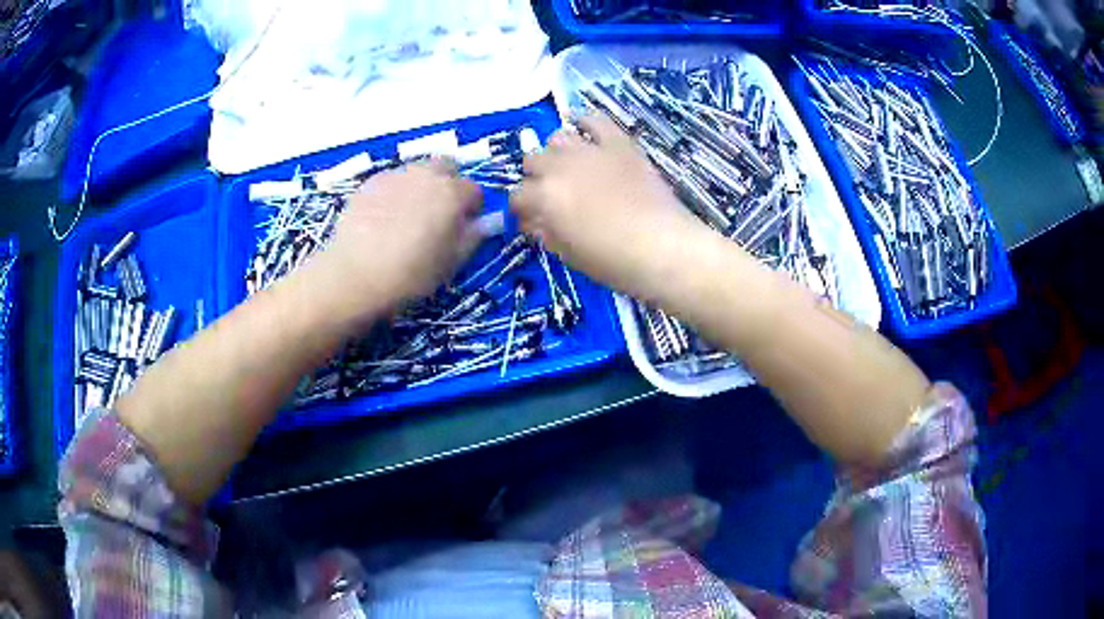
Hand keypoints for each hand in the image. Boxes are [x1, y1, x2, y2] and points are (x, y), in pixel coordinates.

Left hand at [302, 159, 482, 330]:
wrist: (354, 275)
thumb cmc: (410, 274)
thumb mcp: (451, 263)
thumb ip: (474, 237)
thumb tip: (490, 222)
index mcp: (453, 193)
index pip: (475, 191)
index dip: (473, 209)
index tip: (464, 228)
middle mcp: (427, 175)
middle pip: (447, 167)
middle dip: (448, 185)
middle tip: (438, 214)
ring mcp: (396, 175)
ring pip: (417, 172)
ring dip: (421, 186)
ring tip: (408, 217)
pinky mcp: (370, 183)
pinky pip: (392, 181)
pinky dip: (395, 193)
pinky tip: (383, 218)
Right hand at [510, 114, 714, 302]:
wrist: (663, 247)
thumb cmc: (613, 260)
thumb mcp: (569, 254)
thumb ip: (545, 233)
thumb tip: (534, 222)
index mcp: (544, 197)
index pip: (517, 196)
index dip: (521, 209)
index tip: (530, 219)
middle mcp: (560, 166)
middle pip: (532, 160)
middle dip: (536, 177)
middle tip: (552, 193)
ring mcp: (590, 151)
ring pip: (558, 137)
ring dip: (558, 152)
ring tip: (570, 166)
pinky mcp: (619, 143)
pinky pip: (595, 120)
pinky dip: (587, 123)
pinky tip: (587, 133)